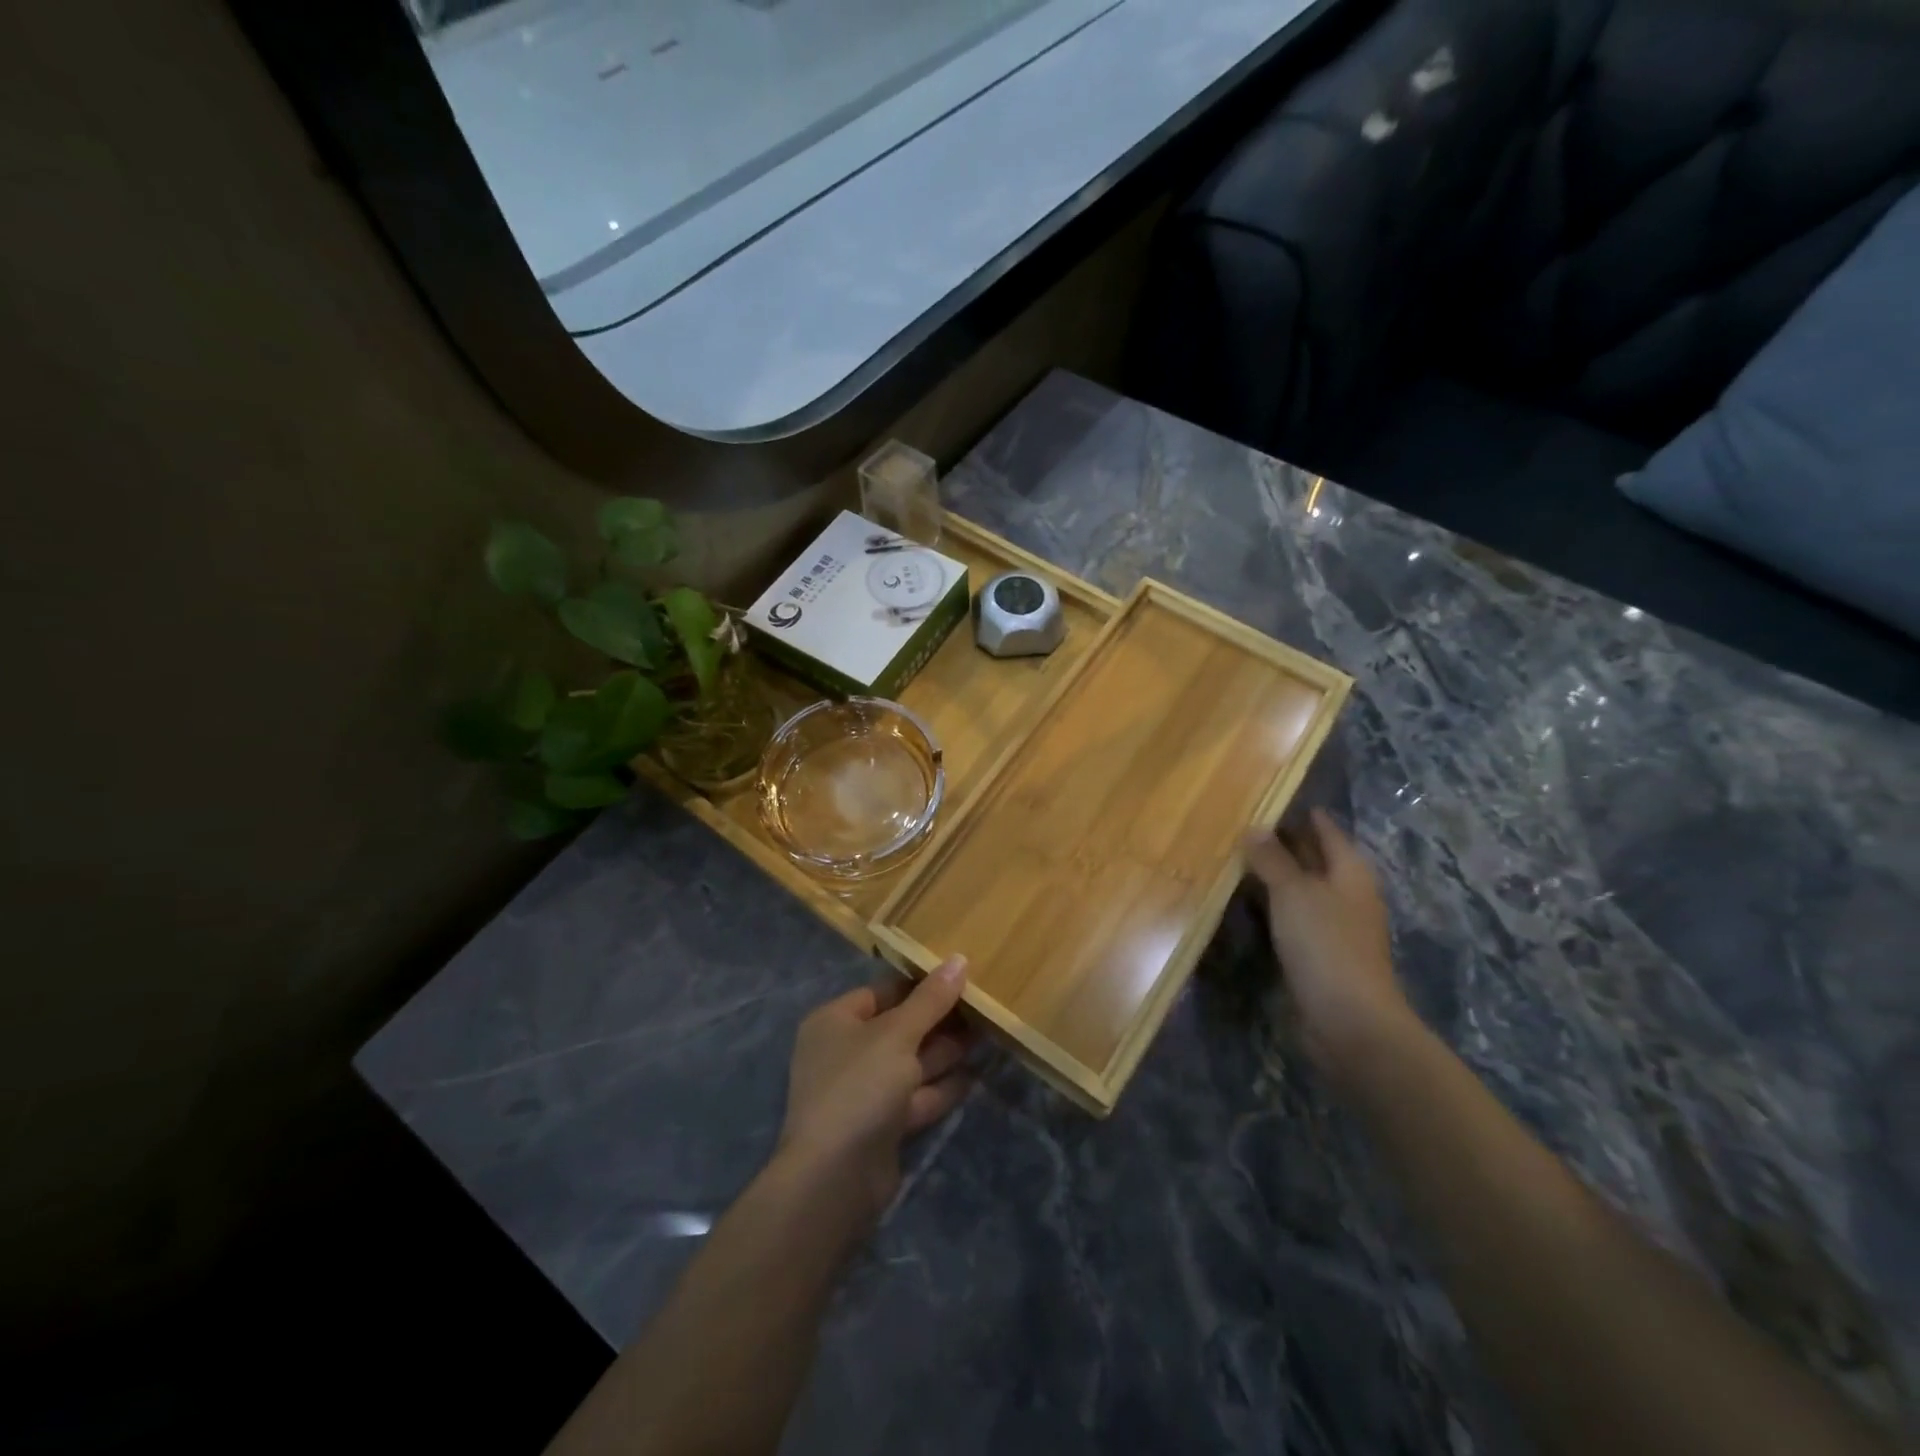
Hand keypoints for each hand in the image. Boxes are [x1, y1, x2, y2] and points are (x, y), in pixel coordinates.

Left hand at [776, 957, 976, 1223]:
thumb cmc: (860, 1086)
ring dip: (945, 1052)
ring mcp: (862, 1092)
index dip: (919, 985)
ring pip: (910, 1063)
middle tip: (982, 1007)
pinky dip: (941, 1087)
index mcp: (835, 1022)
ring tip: (987, 1035)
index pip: (881, 992)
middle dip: (938, 1019)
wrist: (834, 1179)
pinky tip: (974, 1076)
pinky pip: (915, 1097)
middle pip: (899, 1027)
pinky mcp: (881, 1126)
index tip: (959, 977)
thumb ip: (930, 999)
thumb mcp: (898, 1034)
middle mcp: (845, 1053)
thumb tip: (959, 959)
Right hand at [1242, 809, 1414, 1085]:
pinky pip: (1292, 918)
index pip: (1326, 831)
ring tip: (1237, 860)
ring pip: (1301, 890)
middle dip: (1286, 844)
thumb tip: (1254, 828)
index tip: (1274, 798)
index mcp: (1350, 872)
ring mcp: (1334, 927)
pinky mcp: (1319, 954)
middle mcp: (1346, 895)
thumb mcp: (1294, 892)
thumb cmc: (1325, 943)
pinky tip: (1247, 905)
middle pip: (1315, 860)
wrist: (1348, 1019)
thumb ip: (1272, 859)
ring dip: (1275, 878)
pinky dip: (1272, 907)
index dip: (1304, 815)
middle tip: (1244, 826)